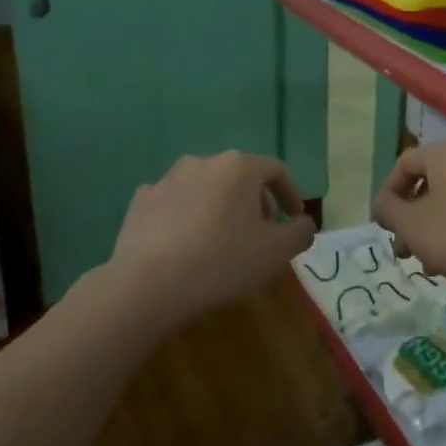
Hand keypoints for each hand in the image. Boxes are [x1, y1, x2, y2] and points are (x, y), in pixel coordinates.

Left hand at [107, 151, 315, 327]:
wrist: (148, 283)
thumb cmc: (221, 261)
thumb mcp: (275, 253)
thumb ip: (299, 233)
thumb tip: (303, 223)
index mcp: (237, 167)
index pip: (275, 170)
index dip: (290, 193)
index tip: (294, 218)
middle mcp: (202, 162)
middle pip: (238, 176)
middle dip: (254, 201)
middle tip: (261, 232)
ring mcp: (166, 179)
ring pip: (204, 188)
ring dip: (219, 207)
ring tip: (222, 239)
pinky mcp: (141, 200)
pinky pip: (174, 203)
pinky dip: (186, 217)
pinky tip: (185, 244)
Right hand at [372, 141, 445, 302]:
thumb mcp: (413, 226)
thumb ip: (389, 211)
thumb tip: (384, 205)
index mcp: (443, 155)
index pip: (403, 164)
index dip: (387, 194)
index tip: (383, 226)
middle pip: (427, 183)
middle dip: (409, 217)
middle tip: (403, 249)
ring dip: (431, 228)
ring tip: (429, 263)